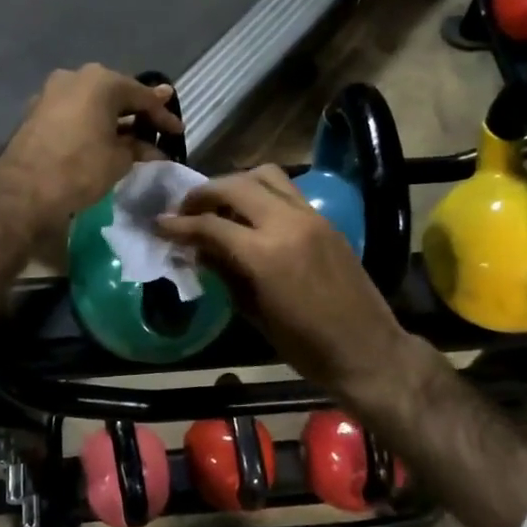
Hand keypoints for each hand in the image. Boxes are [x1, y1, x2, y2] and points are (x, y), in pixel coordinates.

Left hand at [0, 65, 182, 232]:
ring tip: (133, 136)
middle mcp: (76, 77)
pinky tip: (103, 138)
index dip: (163, 116)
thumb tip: (154, 147)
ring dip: (113, 118)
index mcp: (101, 81)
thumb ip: (139, 146)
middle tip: (158, 127)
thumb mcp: (119, 159)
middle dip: (137, 112)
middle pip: (116, 93)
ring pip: (93, 102)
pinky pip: (74, 112)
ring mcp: (52, 92)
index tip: (178, 131)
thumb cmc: (81, 168)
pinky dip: (91, 123)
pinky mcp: (36, 111)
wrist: (25, 189)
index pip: (142, 96)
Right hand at [157, 166, 411, 402]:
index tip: (159, 224)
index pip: (210, 224)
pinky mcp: (325, 221)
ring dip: (235, 183)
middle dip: (203, 193)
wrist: (368, 351)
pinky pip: (287, 191)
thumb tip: (198, 250)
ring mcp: (310, 217)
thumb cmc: (306, 346)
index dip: (179, 224)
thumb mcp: (255, 314)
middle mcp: (287, 224)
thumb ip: (225, 273)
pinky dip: (262, 193)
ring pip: (265, 175)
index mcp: (265, 254)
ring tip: (219, 204)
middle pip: (235, 185)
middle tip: (185, 209)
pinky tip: (251, 215)